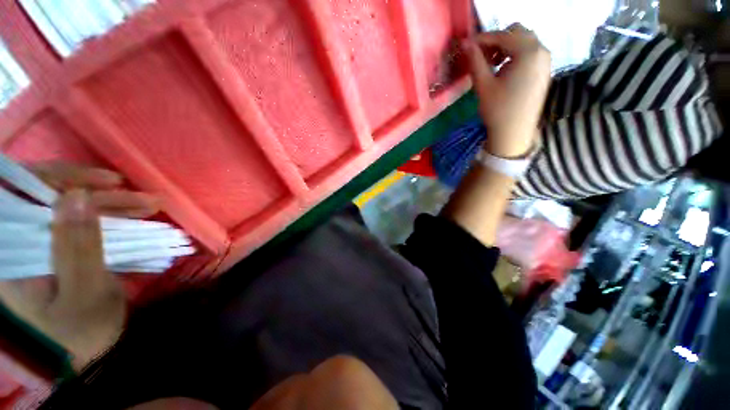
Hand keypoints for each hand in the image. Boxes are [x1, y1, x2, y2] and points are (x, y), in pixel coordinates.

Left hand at [0, 164, 159, 369]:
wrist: (86, 355)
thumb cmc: (82, 332)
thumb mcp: (83, 294)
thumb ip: (77, 247)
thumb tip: (78, 197)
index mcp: (11, 255)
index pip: (21, 195)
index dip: (59, 179)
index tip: (105, 183)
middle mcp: (19, 243)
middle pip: (50, 198)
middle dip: (97, 193)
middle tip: (139, 197)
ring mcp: (39, 246)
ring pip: (70, 208)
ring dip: (109, 204)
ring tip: (147, 205)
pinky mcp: (58, 249)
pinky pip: (80, 222)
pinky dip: (108, 216)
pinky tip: (132, 216)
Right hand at [462, 24, 550, 157]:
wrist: (514, 133)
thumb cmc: (498, 110)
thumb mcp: (483, 85)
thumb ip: (475, 61)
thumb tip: (465, 43)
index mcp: (528, 52)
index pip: (503, 35)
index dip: (483, 39)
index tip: (468, 47)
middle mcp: (541, 50)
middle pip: (517, 33)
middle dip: (497, 41)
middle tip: (482, 57)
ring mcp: (546, 60)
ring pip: (525, 41)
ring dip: (507, 47)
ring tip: (492, 64)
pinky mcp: (545, 70)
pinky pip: (531, 53)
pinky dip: (516, 55)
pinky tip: (505, 70)